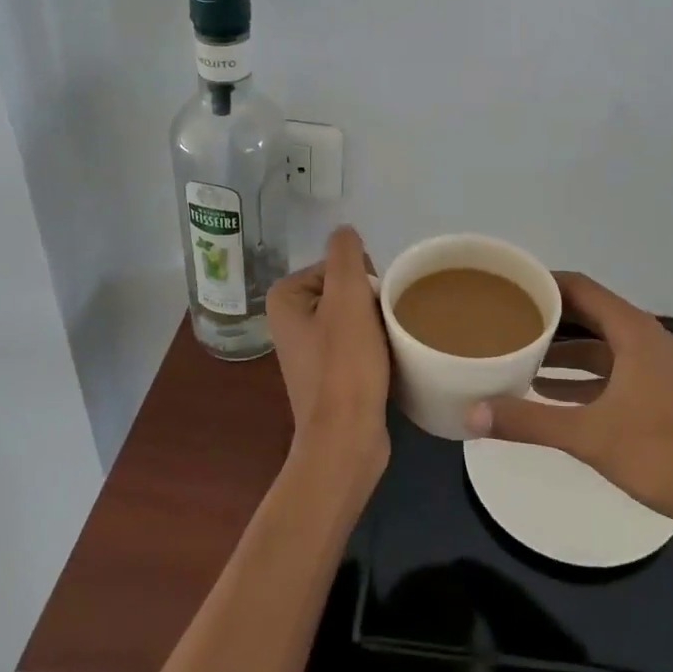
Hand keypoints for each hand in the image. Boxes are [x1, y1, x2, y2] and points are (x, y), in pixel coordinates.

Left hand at [266, 226, 390, 487]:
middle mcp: (289, 321)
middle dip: (370, 303)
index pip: (338, 266)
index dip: (362, 281)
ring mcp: (307, 350)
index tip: (370, 308)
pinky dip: (372, 347)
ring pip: (355, 316)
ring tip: (387, 345)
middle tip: (381, 328)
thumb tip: (345, 232)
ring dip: (375, 325)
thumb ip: (345, 255)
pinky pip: (355, 343)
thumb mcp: (347, 297)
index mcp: (285, 298)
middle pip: (346, 290)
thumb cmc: (345, 365)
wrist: (346, 439)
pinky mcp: (327, 375)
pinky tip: (385, 361)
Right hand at [466, 273, 672, 536]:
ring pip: (600, 345)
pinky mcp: (658, 393)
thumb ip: (528, 421)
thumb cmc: (661, 455)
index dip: (543, 282)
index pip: (580, 288)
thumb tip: (470, 412)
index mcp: (634, 332)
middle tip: (504, 318)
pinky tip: (548, 392)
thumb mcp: (588, 436)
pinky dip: (581, 376)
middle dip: (547, 315)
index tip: (505, 285)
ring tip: (517, 353)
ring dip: (562, 349)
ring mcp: (655, 367)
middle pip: (589, 313)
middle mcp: (646, 339)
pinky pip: (611, 370)